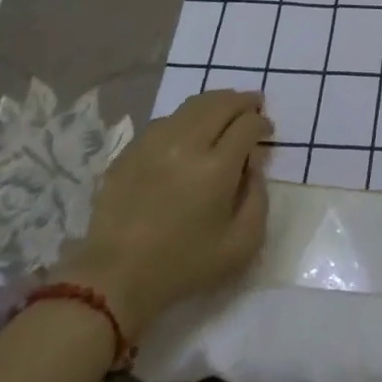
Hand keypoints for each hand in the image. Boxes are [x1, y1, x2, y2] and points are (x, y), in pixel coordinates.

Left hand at [54, 89, 272, 339]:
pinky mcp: (130, 152)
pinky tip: (189, 130)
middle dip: (243, 101)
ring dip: (215, 103)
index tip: (267, 131)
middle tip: (254, 105)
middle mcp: (187, 144)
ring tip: (225, 109)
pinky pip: (164, 121)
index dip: (262, 123)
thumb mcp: (242, 244)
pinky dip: (185, 118)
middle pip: (222, 103)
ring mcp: (153, 144)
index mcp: (217, 167)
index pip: (248, 124)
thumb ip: (259, 197)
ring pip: (192, 105)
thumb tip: (253, 163)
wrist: (115, 281)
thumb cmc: (184, 265)